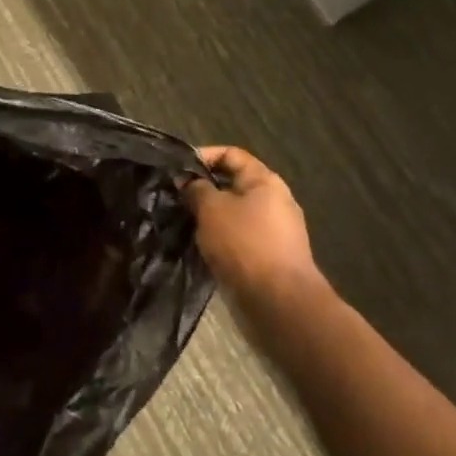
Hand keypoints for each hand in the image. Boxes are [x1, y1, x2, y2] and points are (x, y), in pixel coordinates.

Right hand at [183, 146, 320, 302]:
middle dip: (204, 189)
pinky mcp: (271, 256)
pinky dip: (221, 238)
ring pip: (235, 213)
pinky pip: (240, 237)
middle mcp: (274, 200)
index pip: (231, 154)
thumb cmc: (244, 243)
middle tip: (176, 198)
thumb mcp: (211, 209)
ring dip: (210, 216)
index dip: (203, 156)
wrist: (279, 302)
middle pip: (233, 184)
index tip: (178, 170)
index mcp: (265, 180)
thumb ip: (196, 189)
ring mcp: (275, 230)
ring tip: (185, 223)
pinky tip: (202, 246)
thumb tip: (187, 181)